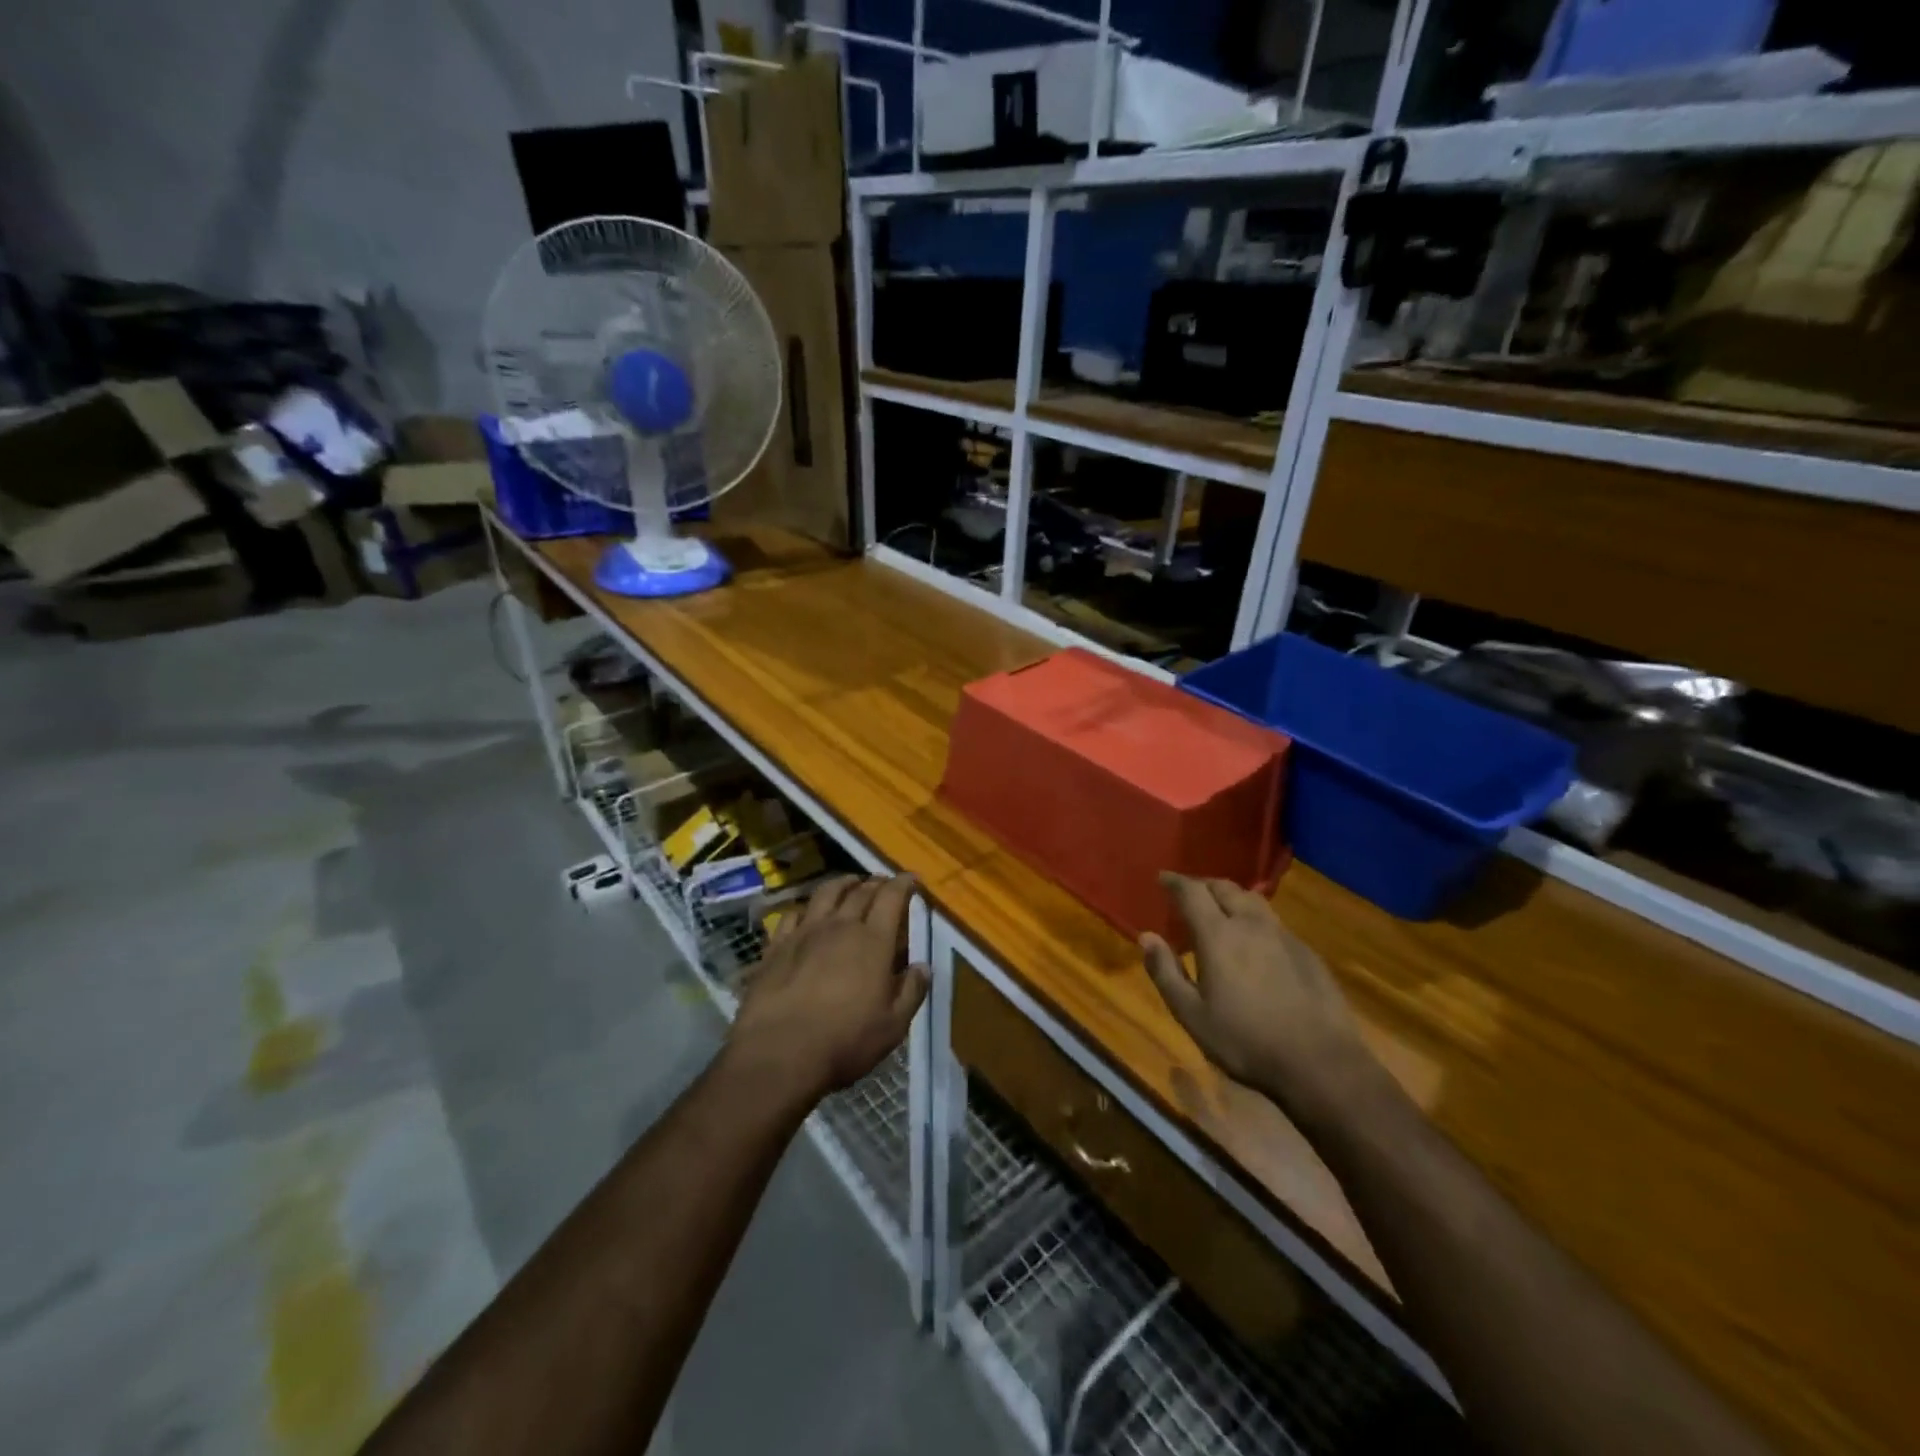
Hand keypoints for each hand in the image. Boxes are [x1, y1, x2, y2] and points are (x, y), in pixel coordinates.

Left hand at [726, 875, 928, 1105]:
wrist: (779, 1052)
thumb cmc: (845, 1041)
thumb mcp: (893, 1025)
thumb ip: (911, 991)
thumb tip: (923, 966)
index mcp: (873, 941)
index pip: (892, 897)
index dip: (903, 884)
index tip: (912, 879)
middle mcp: (840, 926)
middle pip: (860, 892)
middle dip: (876, 883)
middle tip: (884, 883)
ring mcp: (805, 933)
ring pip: (826, 894)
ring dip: (842, 884)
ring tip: (850, 883)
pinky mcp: (776, 946)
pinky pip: (792, 915)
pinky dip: (806, 908)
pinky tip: (807, 913)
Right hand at [1140, 873, 1380, 1122]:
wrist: (1321, 1063)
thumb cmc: (1246, 1041)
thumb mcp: (1192, 1015)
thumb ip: (1165, 972)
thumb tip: (1147, 937)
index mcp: (1218, 935)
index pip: (1192, 892)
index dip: (1175, 882)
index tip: (1162, 878)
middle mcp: (1251, 924)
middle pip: (1224, 887)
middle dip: (1202, 885)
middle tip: (1188, 894)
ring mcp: (1283, 935)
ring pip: (1253, 900)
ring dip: (1231, 897)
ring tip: (1220, 910)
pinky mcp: (1307, 952)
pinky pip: (1273, 921)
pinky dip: (1254, 919)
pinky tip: (1254, 942)